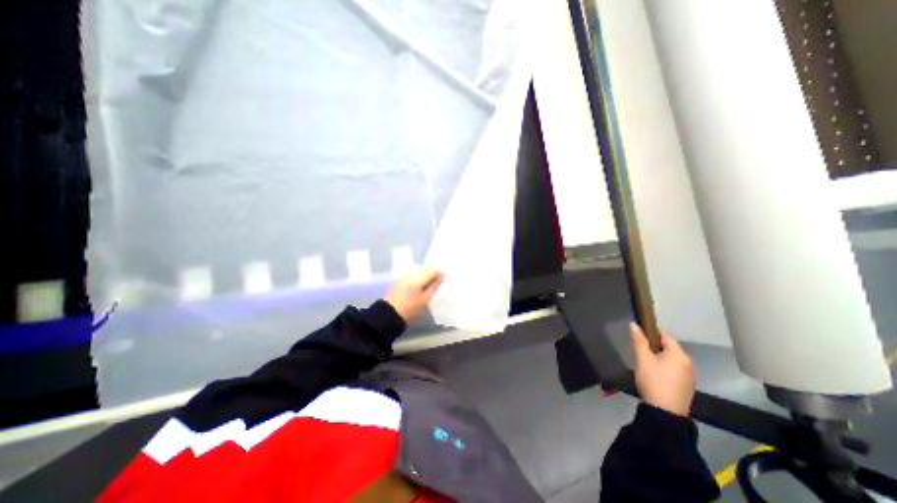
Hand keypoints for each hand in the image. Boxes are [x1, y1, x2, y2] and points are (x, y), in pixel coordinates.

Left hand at [384, 268, 441, 321]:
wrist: (391, 313)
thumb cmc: (411, 308)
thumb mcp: (425, 299)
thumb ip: (434, 286)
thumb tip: (442, 277)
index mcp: (418, 278)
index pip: (432, 271)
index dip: (439, 274)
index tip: (444, 279)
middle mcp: (411, 273)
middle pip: (425, 268)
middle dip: (432, 273)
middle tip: (438, 281)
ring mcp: (405, 275)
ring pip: (419, 270)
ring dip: (425, 274)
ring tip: (429, 282)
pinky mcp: (401, 278)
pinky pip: (413, 273)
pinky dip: (418, 276)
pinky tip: (420, 283)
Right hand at [630, 323, 692, 416]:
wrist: (665, 412)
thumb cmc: (653, 381)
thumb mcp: (642, 359)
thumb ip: (639, 340)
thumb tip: (634, 324)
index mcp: (679, 354)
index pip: (665, 335)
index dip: (650, 332)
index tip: (638, 336)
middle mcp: (688, 363)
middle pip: (669, 347)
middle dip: (654, 346)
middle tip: (639, 352)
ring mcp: (689, 375)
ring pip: (671, 359)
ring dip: (659, 357)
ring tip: (645, 363)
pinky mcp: (687, 386)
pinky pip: (674, 369)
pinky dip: (664, 367)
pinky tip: (654, 375)